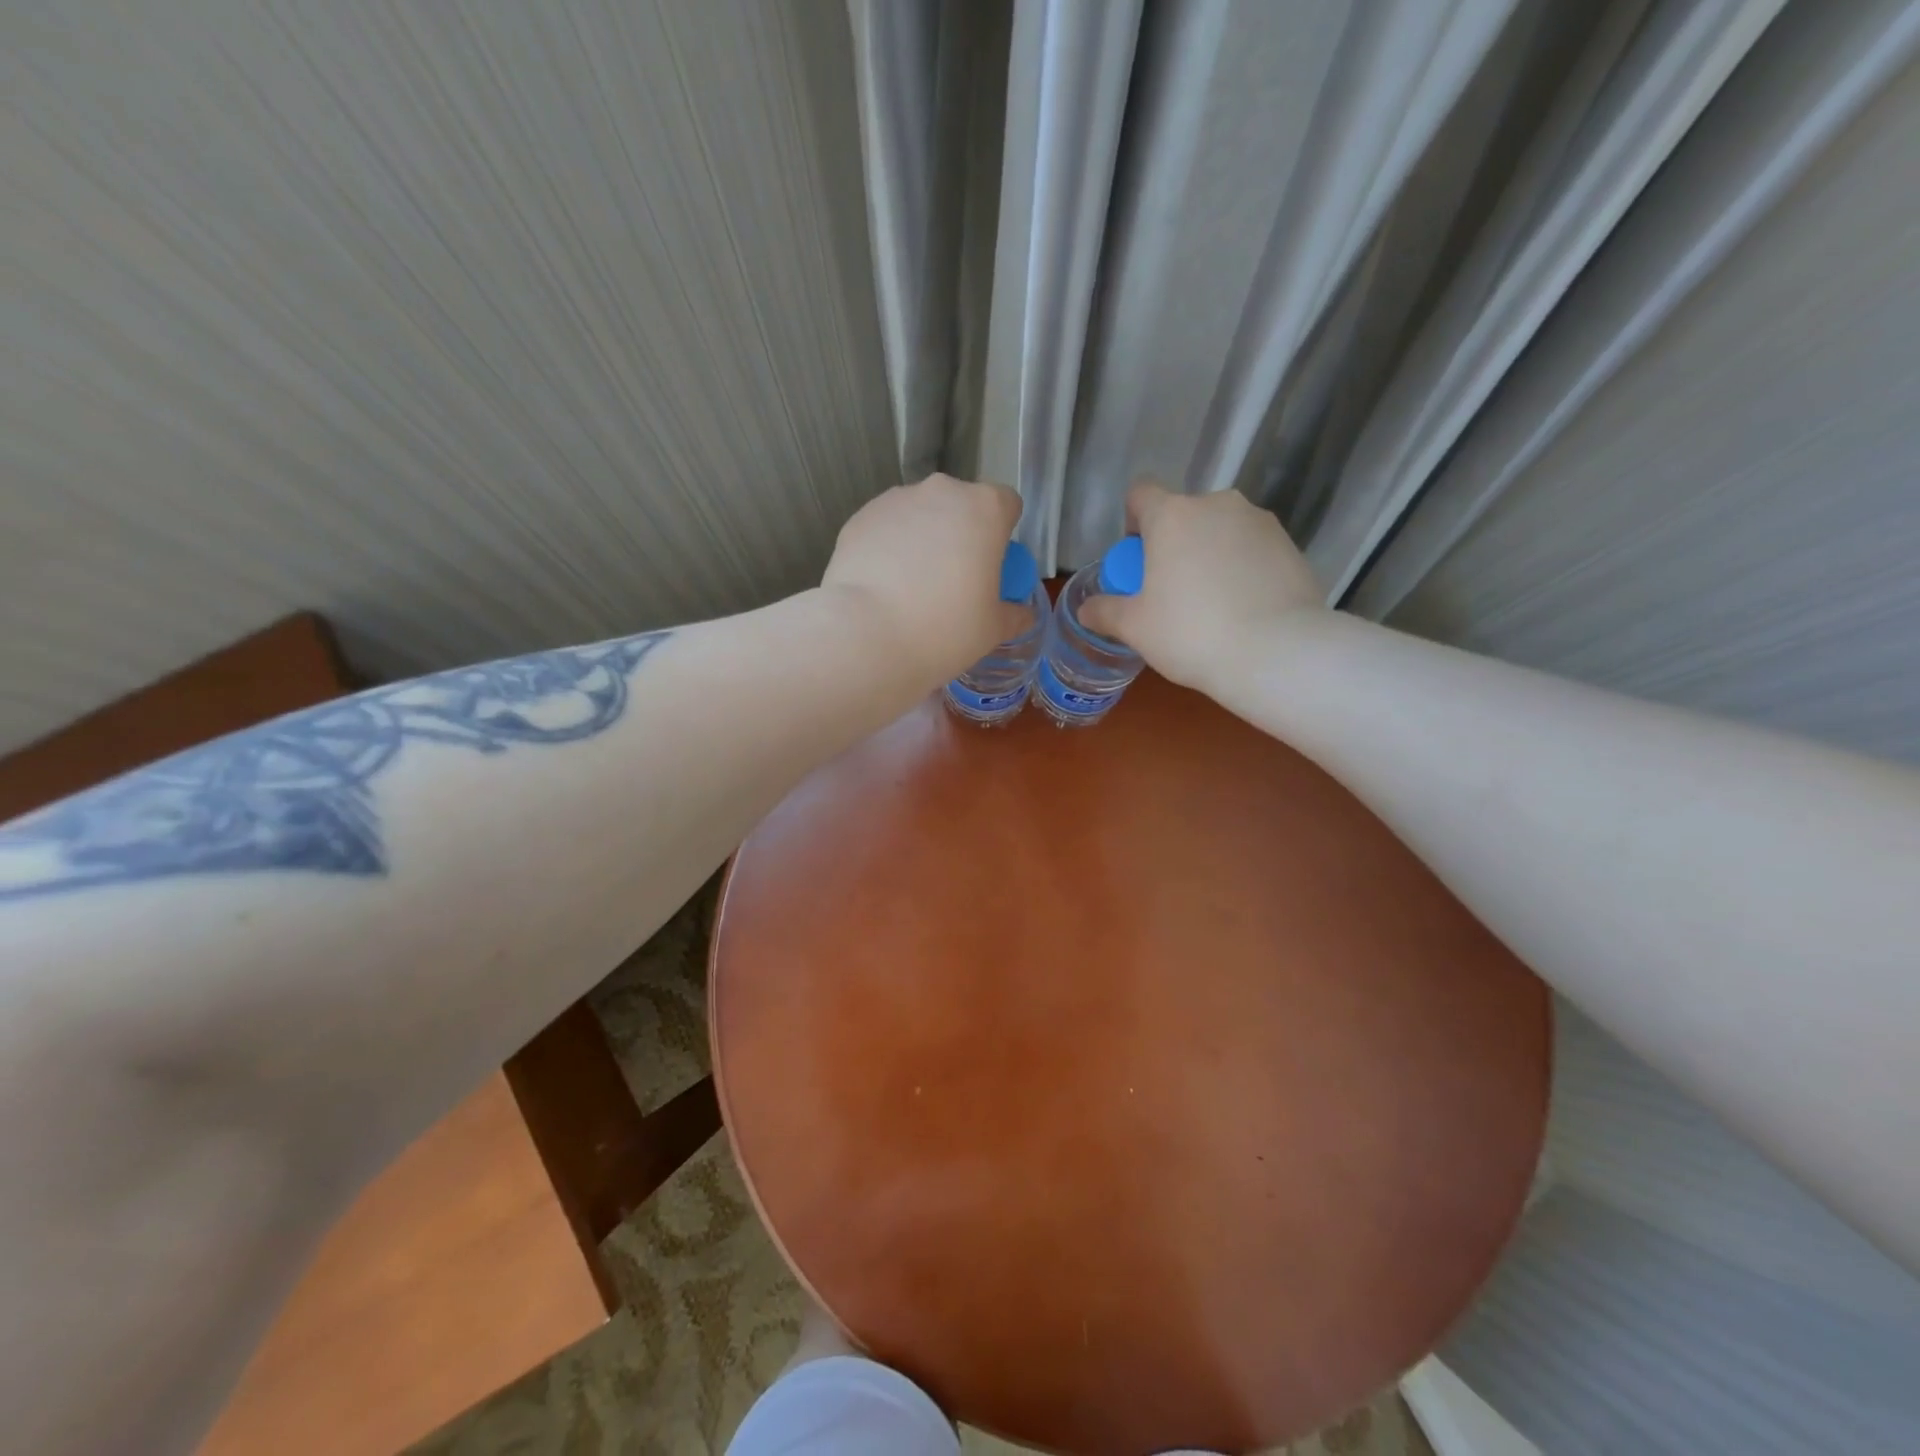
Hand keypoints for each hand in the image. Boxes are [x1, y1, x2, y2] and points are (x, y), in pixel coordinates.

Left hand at [822, 473, 1025, 686]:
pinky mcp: (860, 517)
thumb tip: (1023, 615)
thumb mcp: (992, 630)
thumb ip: (1013, 615)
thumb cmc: (945, 630)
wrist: (867, 637)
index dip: (1002, 533)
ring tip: (911, 586)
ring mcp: (896, 500)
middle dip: (960, 533)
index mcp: (985, 509)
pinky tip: (883, 585)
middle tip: (953, 579)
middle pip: (960, 505)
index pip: (1006, 504)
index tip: (991, 565)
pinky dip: (889, 548)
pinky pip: (886, 528)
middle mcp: (942, 492)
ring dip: (922, 538)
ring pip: (920, 514)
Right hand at [1080, 482, 1324, 690]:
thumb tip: (1086, 610)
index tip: (1137, 559)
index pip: (1141, 494)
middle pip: (1183, 514)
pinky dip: (1243, 568)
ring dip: (1210, 553)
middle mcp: (1217, 505)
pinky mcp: (1291, 544)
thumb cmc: (1191, 633)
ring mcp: (1260, 522)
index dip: (1133, 521)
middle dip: (1174, 543)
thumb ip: (1105, 612)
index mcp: (1172, 516)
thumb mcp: (1135, 628)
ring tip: (1212, 602)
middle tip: (1171, 590)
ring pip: (1221, 530)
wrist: (1277, 653)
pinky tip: (1244, 608)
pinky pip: (1253, 549)